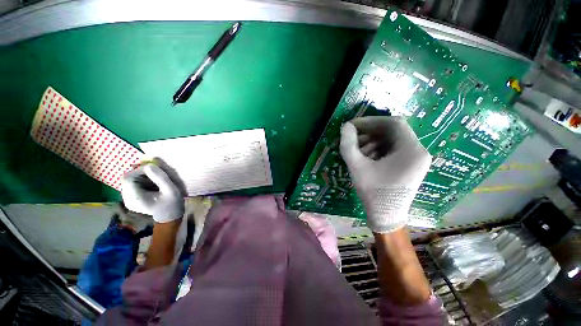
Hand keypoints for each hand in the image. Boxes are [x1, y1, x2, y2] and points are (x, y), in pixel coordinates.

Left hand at [121, 164, 184, 222]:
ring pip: (131, 180)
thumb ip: (161, 178)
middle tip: (156, 173)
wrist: (170, 216)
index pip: (128, 178)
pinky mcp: (132, 198)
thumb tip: (150, 165)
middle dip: (142, 173)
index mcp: (134, 198)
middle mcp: (127, 198)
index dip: (139, 170)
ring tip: (156, 179)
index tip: (154, 168)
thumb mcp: (171, 190)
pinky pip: (133, 184)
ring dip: (143, 176)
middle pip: (128, 179)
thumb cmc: (172, 204)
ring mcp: (128, 199)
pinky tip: (153, 184)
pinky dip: (143, 180)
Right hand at [340, 117, 430, 232]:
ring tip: (357, 150)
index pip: (393, 123)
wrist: (385, 217)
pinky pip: (393, 149)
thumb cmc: (373, 193)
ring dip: (372, 141)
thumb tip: (345, 126)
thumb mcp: (357, 166)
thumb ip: (348, 144)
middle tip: (353, 138)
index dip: (371, 121)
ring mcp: (416, 159)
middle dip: (370, 132)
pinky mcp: (410, 165)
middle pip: (393, 131)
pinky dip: (378, 149)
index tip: (353, 125)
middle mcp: (419, 151)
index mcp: (412, 150)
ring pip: (392, 140)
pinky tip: (366, 157)